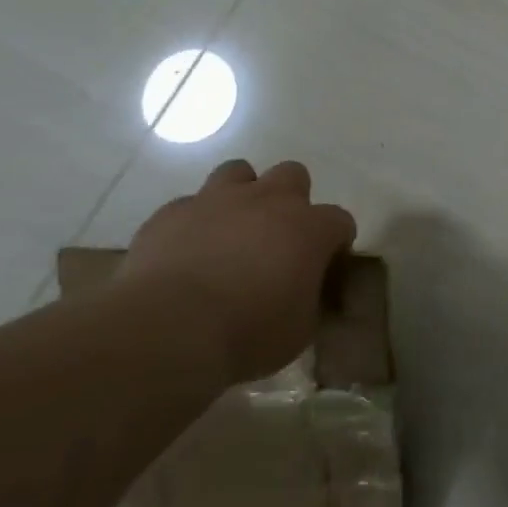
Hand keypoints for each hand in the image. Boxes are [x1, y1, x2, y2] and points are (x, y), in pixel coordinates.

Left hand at [117, 159, 356, 383]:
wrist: (168, 330)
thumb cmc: (247, 333)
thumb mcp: (300, 330)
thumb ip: (309, 299)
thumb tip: (304, 293)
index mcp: (310, 228)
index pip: (340, 221)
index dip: (334, 243)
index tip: (324, 268)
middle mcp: (269, 201)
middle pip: (293, 175)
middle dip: (290, 200)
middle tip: (277, 238)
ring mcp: (217, 200)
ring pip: (238, 172)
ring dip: (241, 196)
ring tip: (230, 231)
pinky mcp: (171, 212)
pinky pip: (189, 205)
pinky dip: (193, 222)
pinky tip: (186, 251)